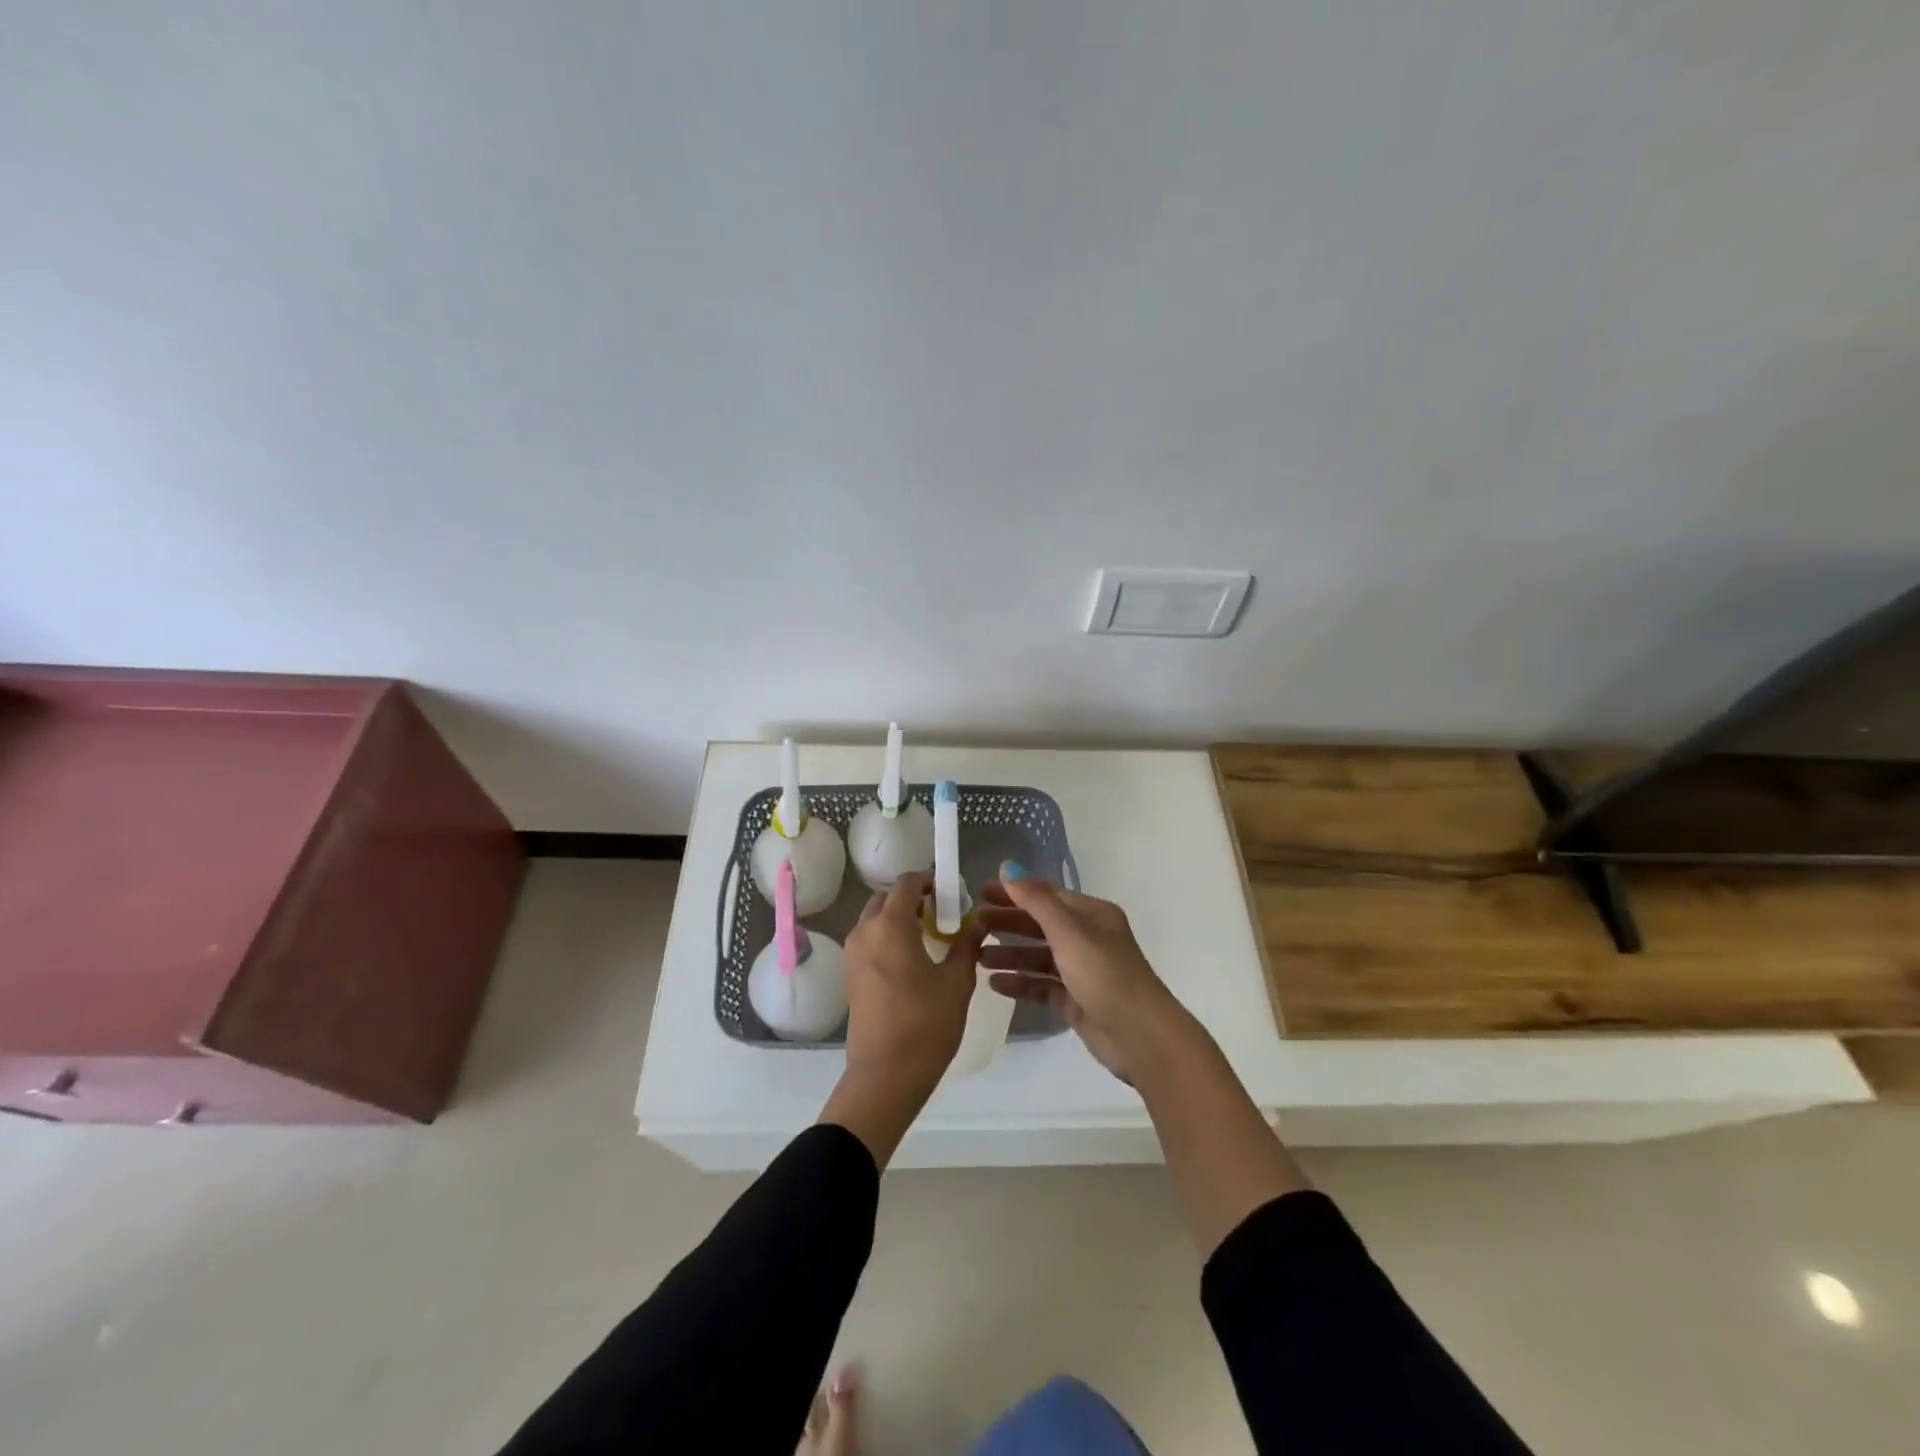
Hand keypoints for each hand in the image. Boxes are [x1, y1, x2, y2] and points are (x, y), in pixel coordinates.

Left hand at [840, 872, 984, 1098]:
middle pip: (886, 898)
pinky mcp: (849, 976)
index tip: (951, 892)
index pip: (905, 883)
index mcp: (889, 925)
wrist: (885, 1076)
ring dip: (898, 918)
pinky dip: (887, 938)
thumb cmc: (925, 1024)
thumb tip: (978, 923)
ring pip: (874, 919)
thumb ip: (967, 946)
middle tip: (941, 914)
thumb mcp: (957, 982)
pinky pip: (868, 941)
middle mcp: (864, 931)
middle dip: (912, 899)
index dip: (929, 881)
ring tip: (929, 937)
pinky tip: (912, 960)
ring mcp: (852, 954)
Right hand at [976, 863, 1183, 1083]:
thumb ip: (1035, 900)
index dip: (1014, 892)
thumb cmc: (1104, 973)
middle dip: (1008, 923)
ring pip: (1039, 957)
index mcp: (1092, 915)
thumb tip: (1007, 867)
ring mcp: (1082, 971)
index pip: (1047, 895)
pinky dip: (1020, 983)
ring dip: (1010, 955)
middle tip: (973, 924)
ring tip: (978, 958)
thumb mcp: (1068, 931)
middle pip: (1040, 925)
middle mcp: (1088, 938)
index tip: (980, 893)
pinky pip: (1042, 986)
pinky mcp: (1076, 1001)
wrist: (1139, 1035)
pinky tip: (995, 984)